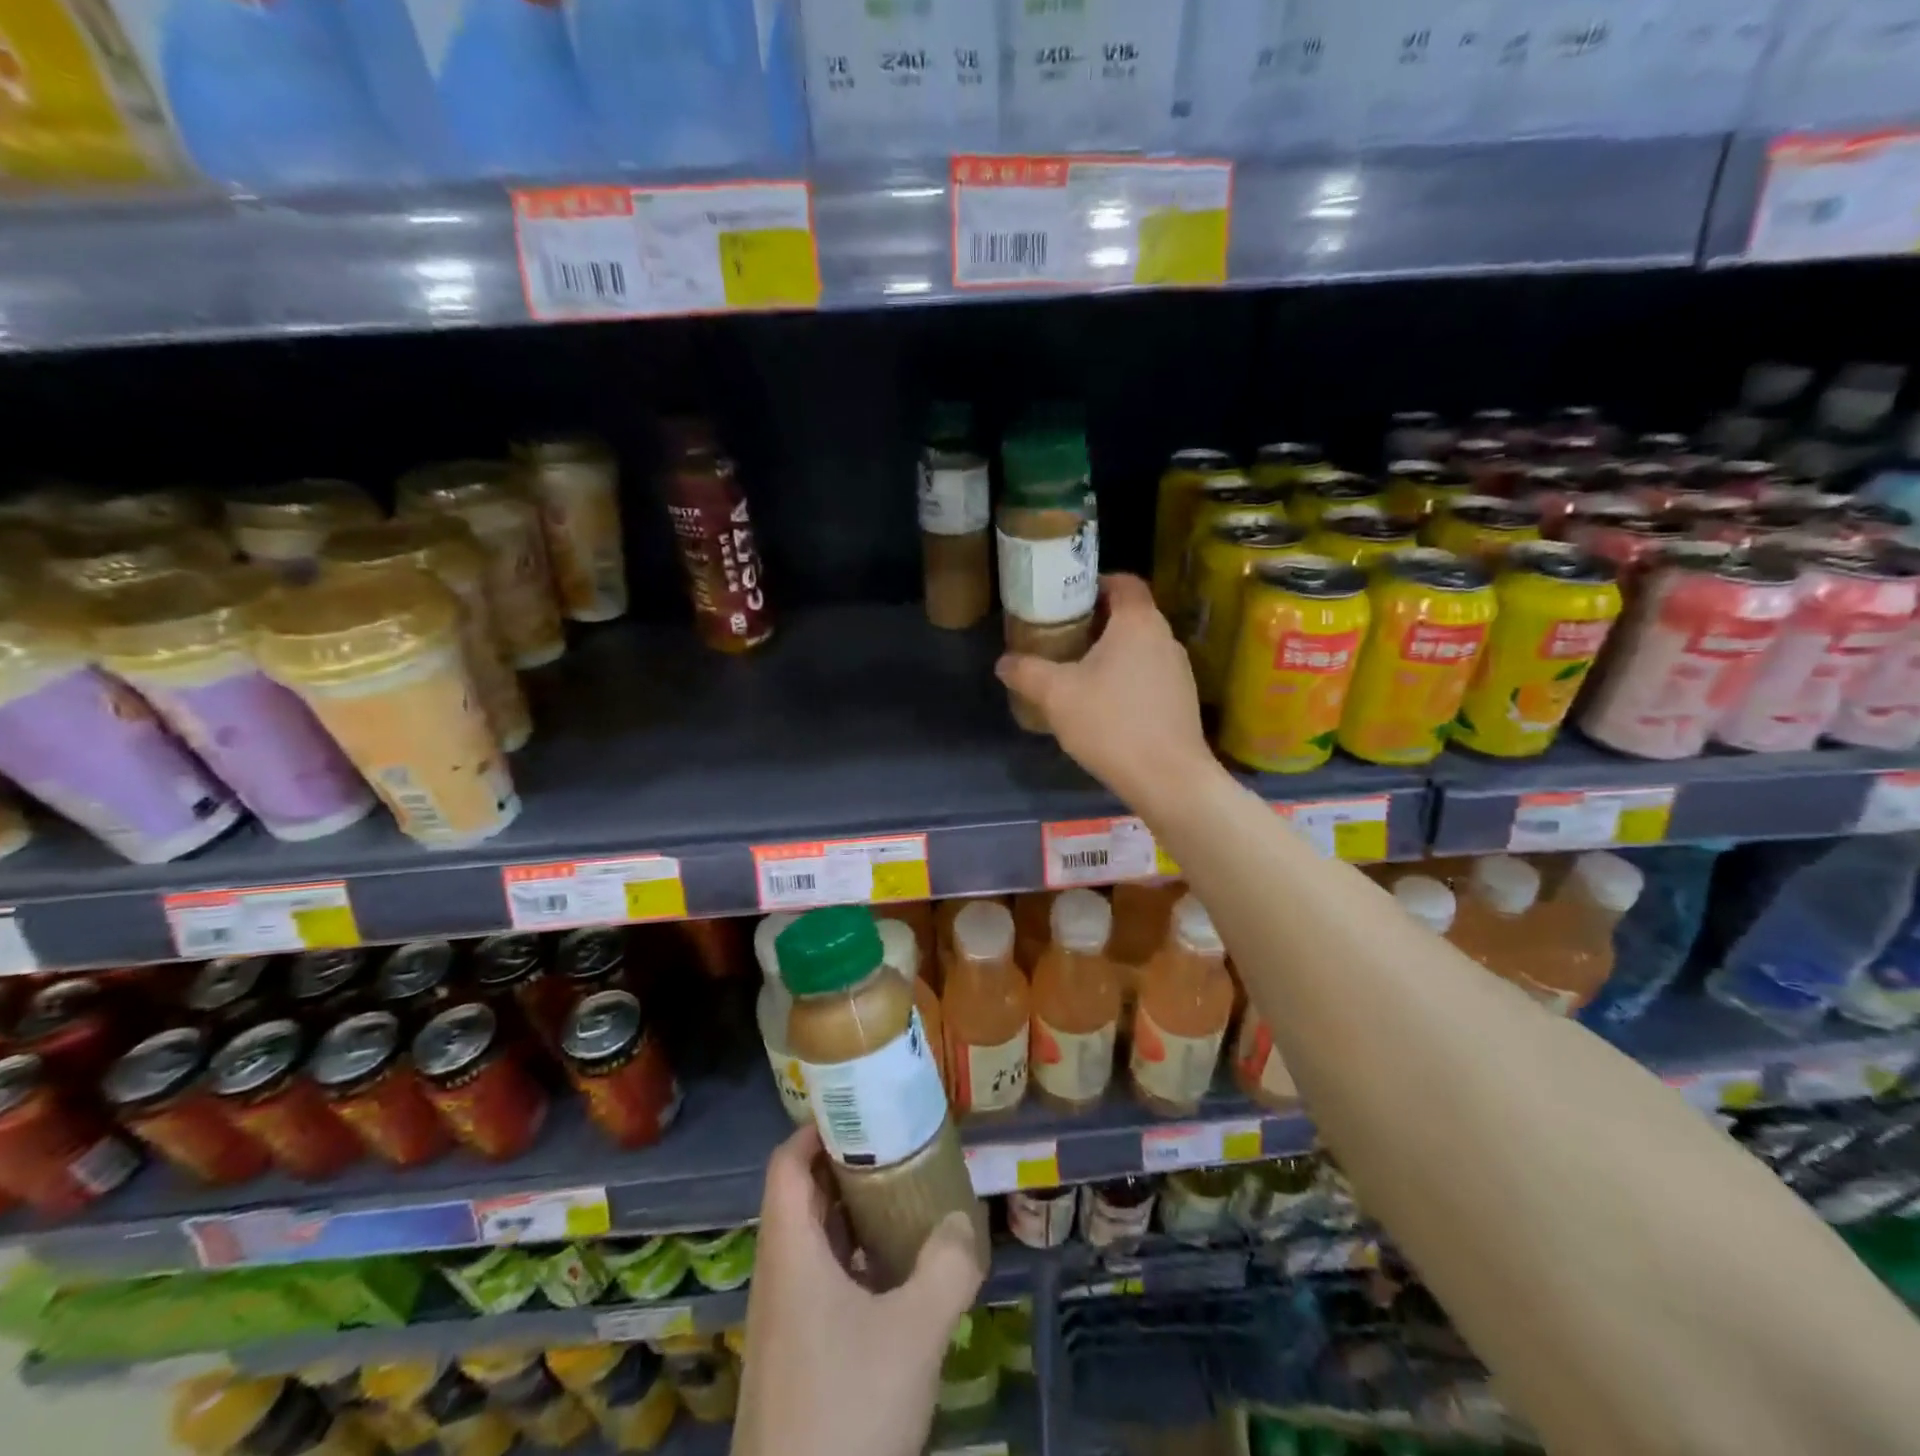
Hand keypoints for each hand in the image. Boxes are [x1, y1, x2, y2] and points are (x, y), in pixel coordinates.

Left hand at [732, 1125, 985, 1455]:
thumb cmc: (846, 1409)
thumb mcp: (913, 1333)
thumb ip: (946, 1267)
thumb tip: (963, 1222)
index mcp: (790, 1251)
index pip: (787, 1162)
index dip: (818, 1128)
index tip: (863, 1109)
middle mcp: (778, 1275)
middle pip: (802, 1195)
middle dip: (847, 1165)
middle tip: (897, 1146)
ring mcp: (782, 1319)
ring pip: (812, 1242)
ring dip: (852, 1215)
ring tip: (903, 1198)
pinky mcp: (794, 1356)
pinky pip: (819, 1282)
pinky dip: (852, 1261)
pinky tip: (894, 1275)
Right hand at [996, 572, 1217, 804]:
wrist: (1167, 778)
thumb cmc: (1111, 723)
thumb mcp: (1055, 695)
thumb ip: (1026, 672)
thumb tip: (1003, 662)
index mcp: (1138, 622)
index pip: (1124, 581)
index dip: (1097, 583)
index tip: (1069, 599)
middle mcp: (1165, 638)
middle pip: (1131, 614)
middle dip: (1097, 621)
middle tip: (1063, 636)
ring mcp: (1179, 670)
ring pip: (1141, 647)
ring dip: (1112, 652)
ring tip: (1079, 672)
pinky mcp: (1182, 700)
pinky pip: (1150, 675)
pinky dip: (1127, 678)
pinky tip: (1105, 705)